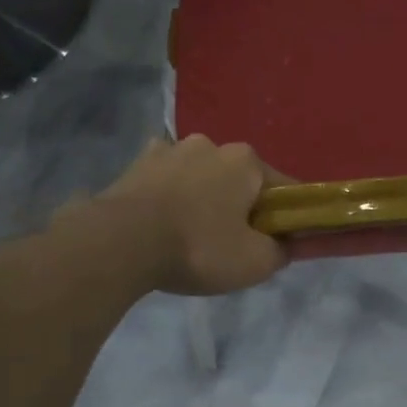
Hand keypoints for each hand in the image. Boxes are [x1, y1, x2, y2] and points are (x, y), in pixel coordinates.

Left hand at [91, 136, 286, 295]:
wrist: (121, 243)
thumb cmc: (198, 247)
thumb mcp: (254, 262)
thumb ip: (281, 251)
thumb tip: (285, 245)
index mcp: (246, 160)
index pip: (282, 187)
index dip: (285, 215)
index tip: (278, 240)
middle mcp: (210, 144)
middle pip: (237, 178)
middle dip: (239, 204)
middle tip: (230, 242)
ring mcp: (169, 150)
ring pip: (199, 175)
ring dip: (200, 196)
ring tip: (189, 234)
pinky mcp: (136, 164)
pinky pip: (164, 179)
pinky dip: (167, 195)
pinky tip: (160, 221)